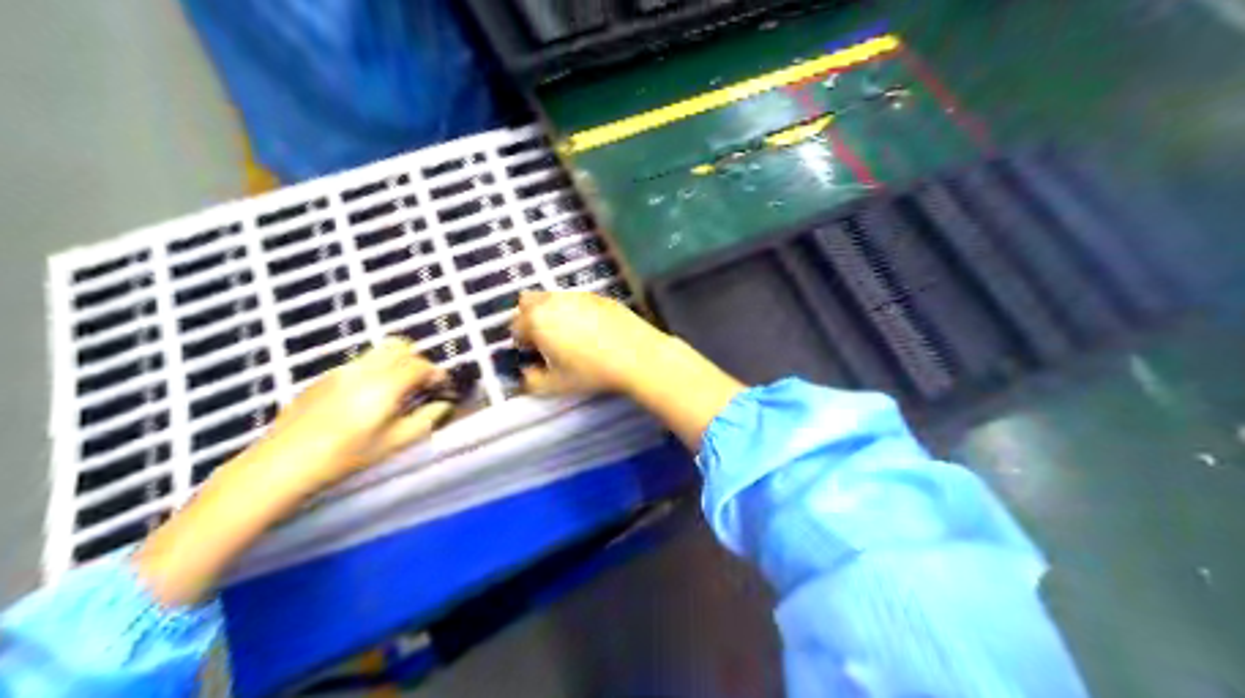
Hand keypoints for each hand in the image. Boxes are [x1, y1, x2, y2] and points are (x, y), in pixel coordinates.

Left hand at [260, 337, 454, 489]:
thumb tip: (442, 406)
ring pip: (377, 352)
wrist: (285, 462)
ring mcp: (340, 371)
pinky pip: (357, 364)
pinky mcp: (323, 378)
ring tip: (395, 393)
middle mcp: (364, 369)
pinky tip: (365, 401)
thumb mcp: (392, 444)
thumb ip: (424, 421)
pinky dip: (373, 372)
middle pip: (399, 347)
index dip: (436, 373)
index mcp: (384, 385)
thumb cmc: (345, 457)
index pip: (420, 365)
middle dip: (416, 361)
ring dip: (394, 364)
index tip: (442, 388)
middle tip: (420, 386)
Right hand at [510, 290, 677, 395]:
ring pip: (553, 298)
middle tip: (544, 341)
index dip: (522, 344)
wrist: (637, 355)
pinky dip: (575, 311)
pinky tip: (591, 331)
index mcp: (537, 320)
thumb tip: (526, 375)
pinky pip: (577, 300)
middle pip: (528, 303)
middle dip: (530, 319)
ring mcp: (578, 295)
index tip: (535, 357)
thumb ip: (532, 381)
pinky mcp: (599, 296)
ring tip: (569, 336)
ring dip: (552, 313)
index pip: (515, 327)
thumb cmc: (592, 372)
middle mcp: (553, 302)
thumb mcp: (556, 386)